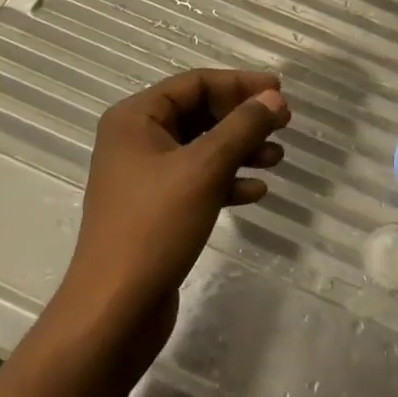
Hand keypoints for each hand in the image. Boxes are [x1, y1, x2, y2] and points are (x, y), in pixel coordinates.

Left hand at [56, 70, 287, 350]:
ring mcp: (144, 177)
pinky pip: (198, 180)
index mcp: (135, 118)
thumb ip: (242, 127)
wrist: (114, 313)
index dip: (240, 84)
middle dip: (243, 118)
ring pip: (202, 148)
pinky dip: (227, 180)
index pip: (195, 83)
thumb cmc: (155, 227)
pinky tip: (256, 192)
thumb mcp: (205, 169)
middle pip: (200, 113)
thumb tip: (274, 97)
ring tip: (277, 159)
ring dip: (241, 149)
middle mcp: (136, 140)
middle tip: (283, 124)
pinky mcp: (156, 210)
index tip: (280, 92)